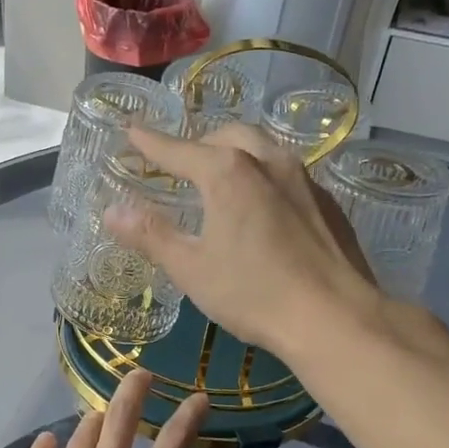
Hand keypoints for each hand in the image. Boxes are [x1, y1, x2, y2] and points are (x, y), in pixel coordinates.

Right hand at [104, 123, 383, 362]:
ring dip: (235, 152)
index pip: (178, 149)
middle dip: (198, 143)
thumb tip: (112, 212)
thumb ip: (151, 235)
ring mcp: (303, 178)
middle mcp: (267, 161)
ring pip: (262, 148)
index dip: (150, 141)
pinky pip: (286, 173)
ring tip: (220, 177)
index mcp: (227, 172)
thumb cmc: (254, 294)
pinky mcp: (326, 200)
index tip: (131, 129)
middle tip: (179, 163)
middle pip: (226, 135)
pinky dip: (263, 175)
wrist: (335, 317)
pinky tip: (262, 206)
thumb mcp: (192, 268)